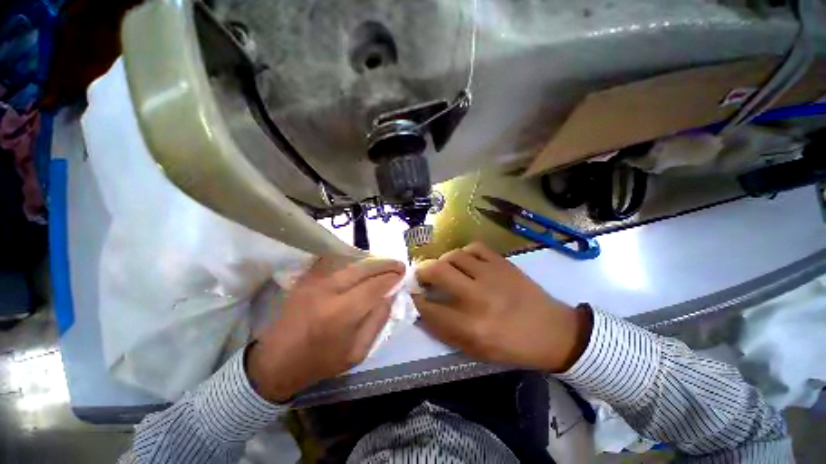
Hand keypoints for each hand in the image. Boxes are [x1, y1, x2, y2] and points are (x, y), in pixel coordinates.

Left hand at [246, 257, 403, 401]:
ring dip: (370, 263)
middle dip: (384, 265)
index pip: (374, 287)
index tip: (402, 274)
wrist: (277, 361)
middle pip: (363, 269)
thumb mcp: (358, 352)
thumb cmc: (321, 361)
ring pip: (350, 265)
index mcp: (342, 313)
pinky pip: (335, 264)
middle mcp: (328, 291)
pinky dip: (352, 262)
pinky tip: (362, 265)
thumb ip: (378, 321)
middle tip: (398, 264)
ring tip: (384, 264)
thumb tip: (389, 296)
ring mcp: (315, 282)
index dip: (391, 278)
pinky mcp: (307, 279)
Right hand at [413, 242, 591, 371]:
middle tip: (421, 276)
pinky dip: (463, 253)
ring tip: (444, 269)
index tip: (411, 295)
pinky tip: (465, 262)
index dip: (415, 300)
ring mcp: (492, 275)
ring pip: (454, 256)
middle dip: (422, 272)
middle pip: (437, 271)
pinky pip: (474, 247)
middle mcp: (478, 297)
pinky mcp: (502, 263)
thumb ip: (445, 331)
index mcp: (471, 326)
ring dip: (442, 261)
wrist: (553, 331)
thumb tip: (423, 310)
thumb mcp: (476, 350)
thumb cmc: (512, 346)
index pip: (429, 308)